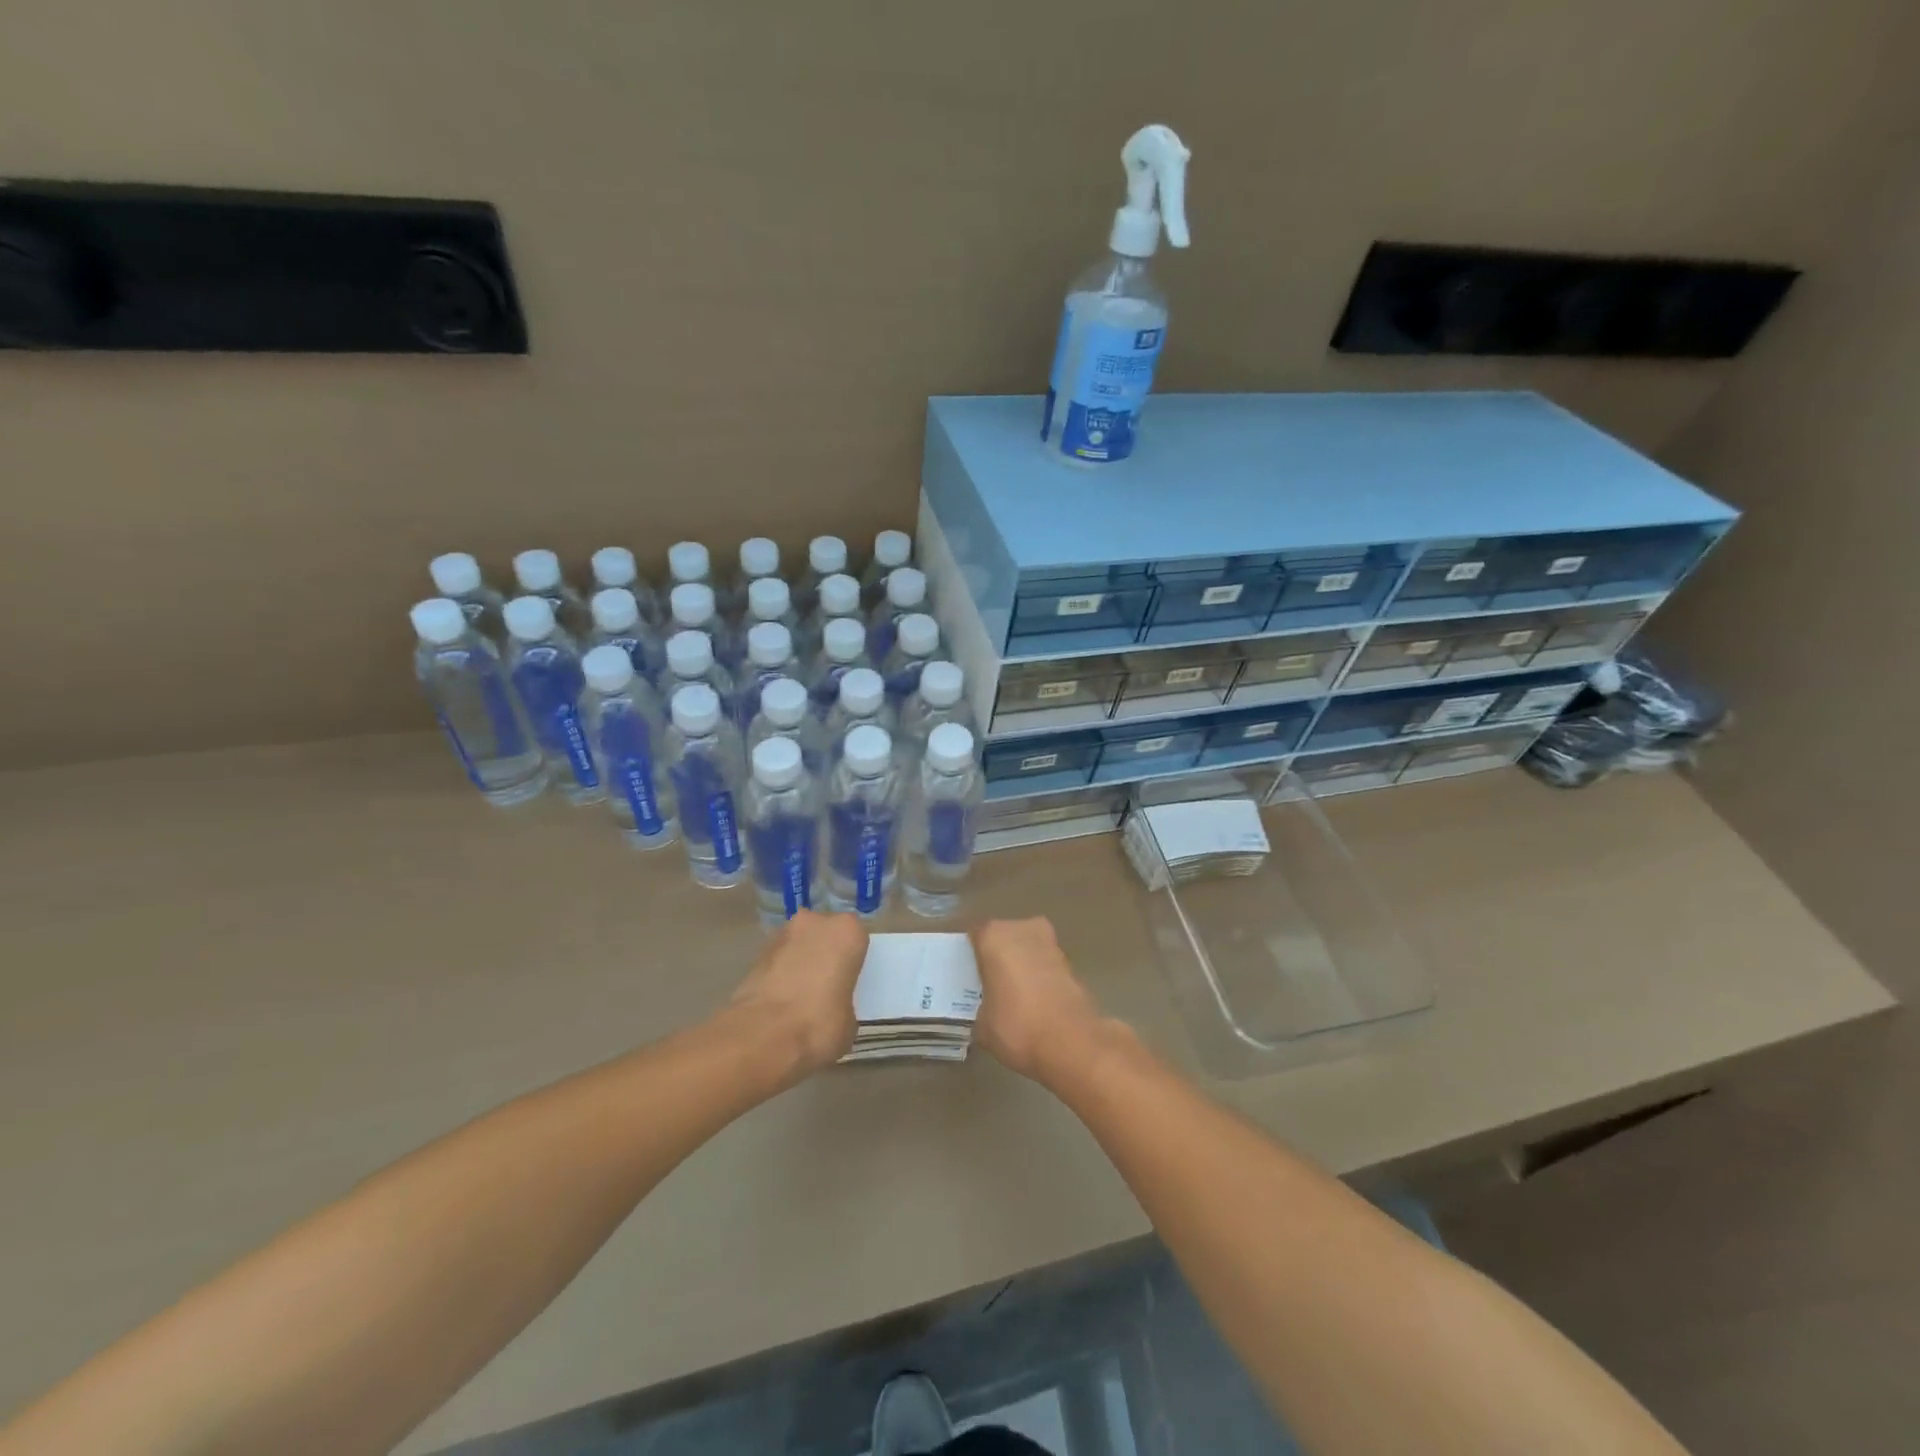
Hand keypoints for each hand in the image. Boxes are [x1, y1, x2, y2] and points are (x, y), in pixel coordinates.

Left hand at [728, 910, 867, 1082]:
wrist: (762, 1036)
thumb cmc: (820, 1023)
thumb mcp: (850, 1022)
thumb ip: (844, 1002)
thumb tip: (833, 1007)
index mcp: (847, 931)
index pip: (856, 938)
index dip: (853, 960)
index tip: (850, 981)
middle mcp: (815, 922)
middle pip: (825, 934)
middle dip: (824, 954)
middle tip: (826, 986)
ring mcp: (781, 935)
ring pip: (798, 945)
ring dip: (799, 962)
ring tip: (800, 997)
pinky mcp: (755, 954)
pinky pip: (777, 961)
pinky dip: (779, 975)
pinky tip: (780, 1002)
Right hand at [970, 918, 1111, 1086]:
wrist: (1073, 1043)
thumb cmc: (1017, 1026)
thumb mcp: (983, 1025)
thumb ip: (981, 1007)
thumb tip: (987, 1010)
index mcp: (993, 936)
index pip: (974, 936)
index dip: (970, 955)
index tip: (967, 974)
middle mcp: (1022, 929)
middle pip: (1003, 937)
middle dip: (998, 956)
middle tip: (989, 983)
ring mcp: (1051, 943)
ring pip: (1027, 948)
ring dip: (1021, 964)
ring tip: (1012, 995)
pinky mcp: (1071, 963)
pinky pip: (1045, 964)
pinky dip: (1040, 977)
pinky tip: (1034, 1002)